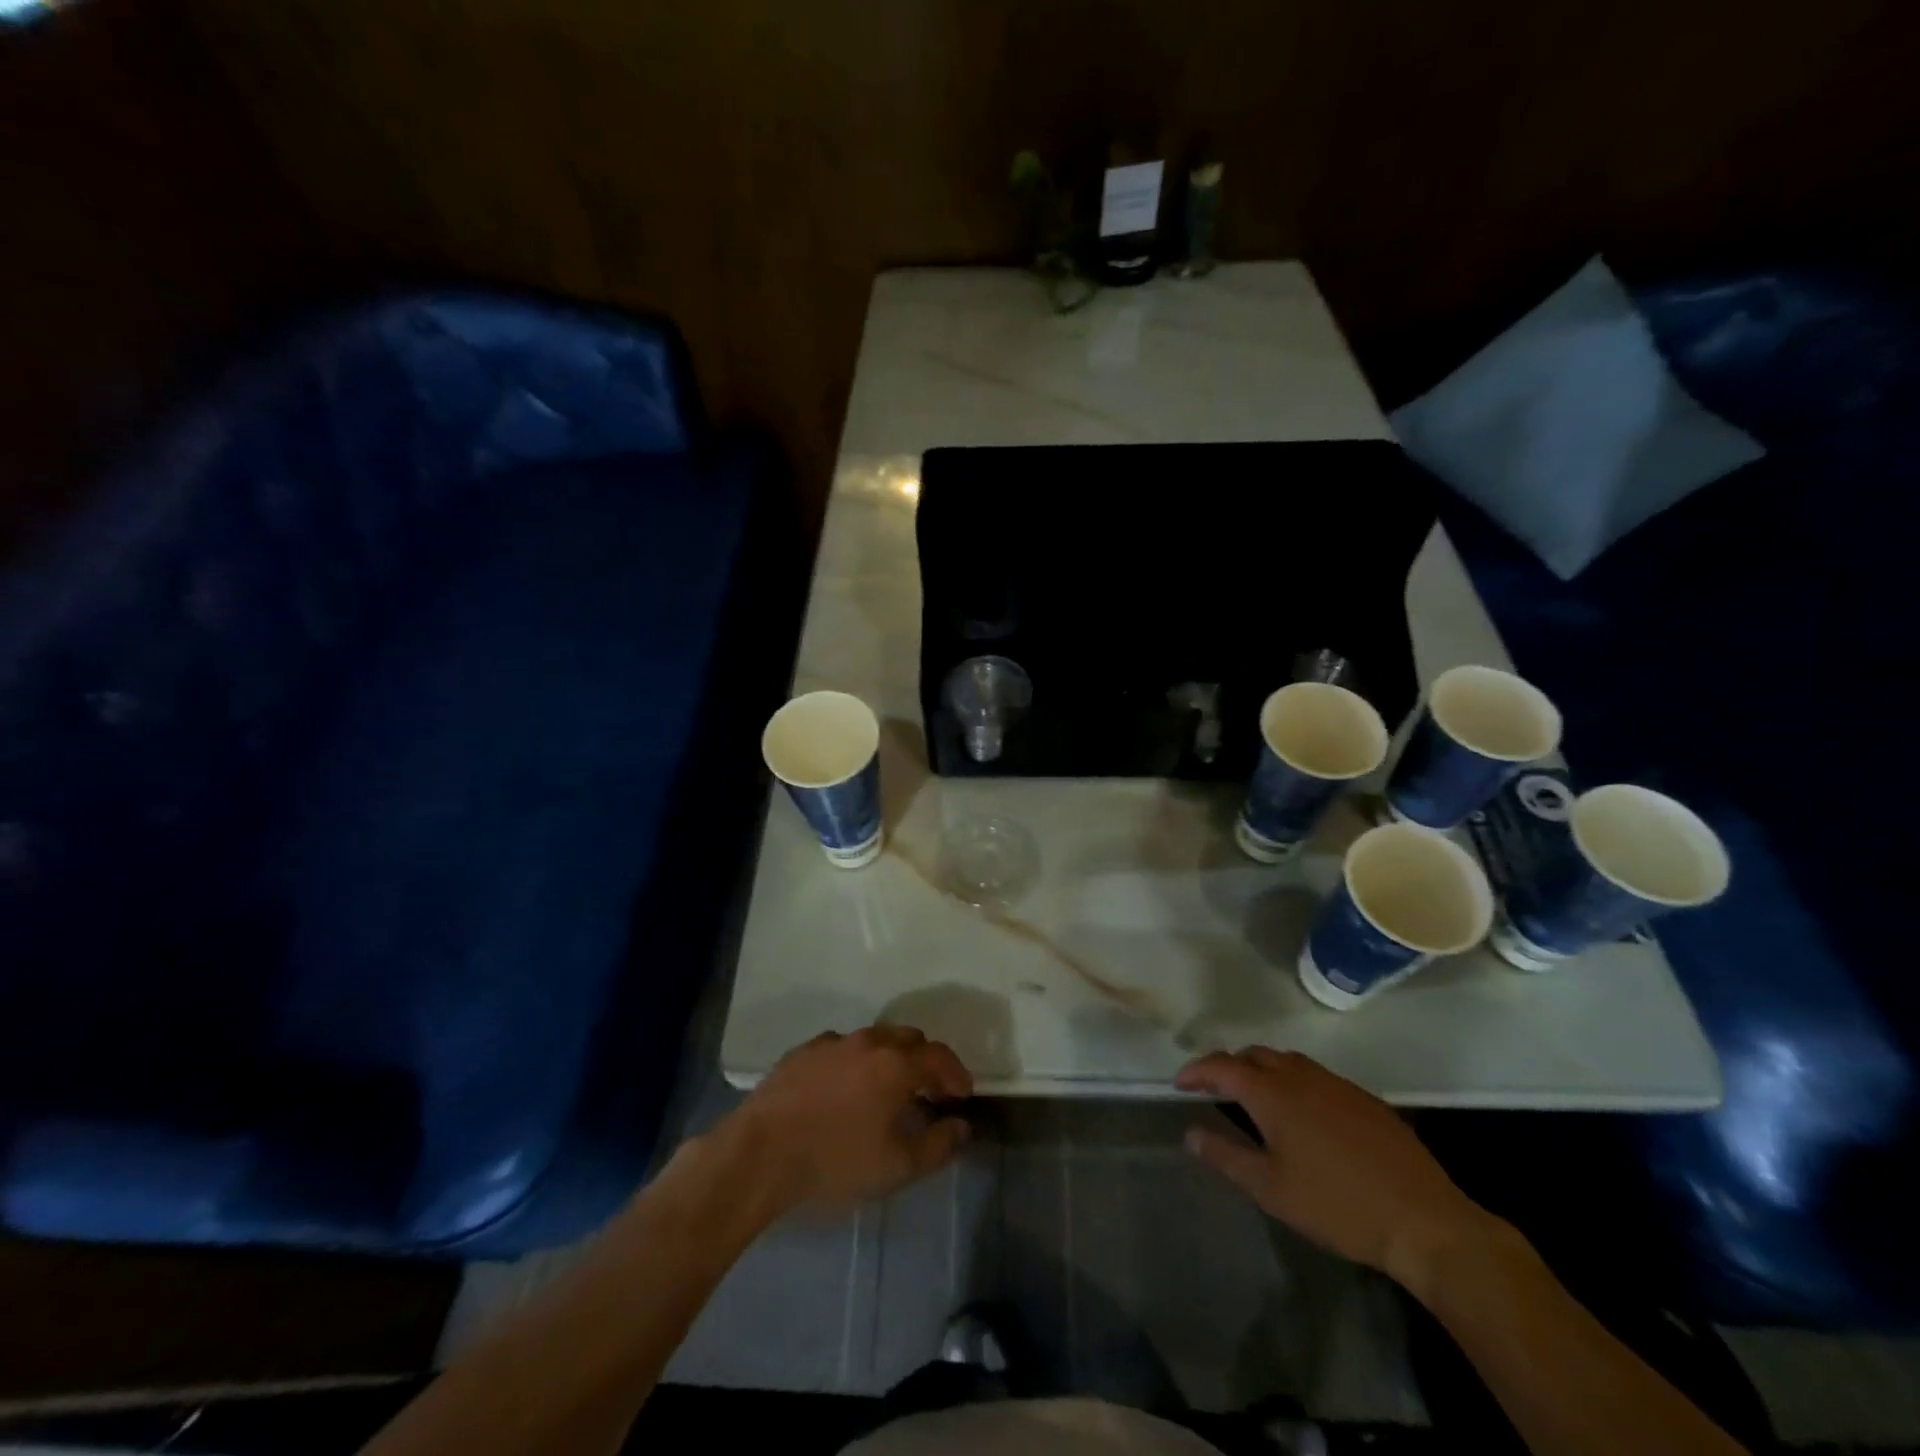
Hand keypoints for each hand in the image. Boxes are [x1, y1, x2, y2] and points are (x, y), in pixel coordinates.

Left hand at [732, 1026, 974, 1214]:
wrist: (761, 1153)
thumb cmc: (836, 1160)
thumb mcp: (897, 1167)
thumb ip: (938, 1145)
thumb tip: (961, 1126)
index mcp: (896, 1063)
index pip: (939, 1056)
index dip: (956, 1073)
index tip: (963, 1094)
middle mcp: (868, 1042)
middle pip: (908, 1039)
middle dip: (924, 1061)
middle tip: (928, 1090)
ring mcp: (831, 1043)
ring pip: (872, 1040)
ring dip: (888, 1059)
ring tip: (885, 1090)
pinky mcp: (801, 1052)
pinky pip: (840, 1050)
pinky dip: (853, 1063)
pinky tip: (844, 1091)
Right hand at [1176, 1047, 1496, 1288]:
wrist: (1424, 1221)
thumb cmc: (1336, 1205)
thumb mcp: (1270, 1189)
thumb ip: (1225, 1156)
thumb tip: (1190, 1133)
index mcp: (1272, 1093)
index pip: (1222, 1066)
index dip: (1196, 1071)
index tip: (1179, 1084)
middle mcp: (1301, 1076)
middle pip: (1255, 1055)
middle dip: (1229, 1066)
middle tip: (1215, 1090)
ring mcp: (1337, 1085)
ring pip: (1288, 1061)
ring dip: (1263, 1070)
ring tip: (1255, 1098)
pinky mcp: (1365, 1100)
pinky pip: (1317, 1076)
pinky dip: (1295, 1083)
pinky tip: (1304, 1116)